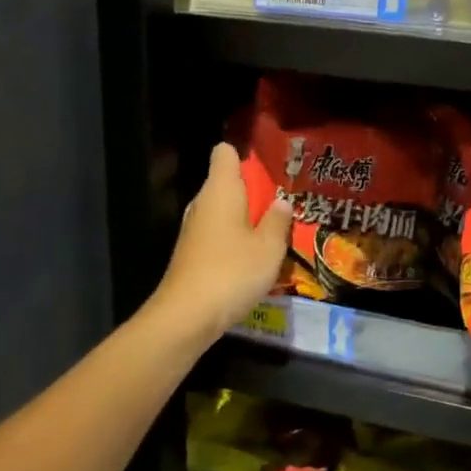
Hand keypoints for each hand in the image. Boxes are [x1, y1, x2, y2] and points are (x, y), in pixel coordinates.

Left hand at [152, 143, 293, 340]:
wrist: (186, 317)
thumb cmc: (232, 271)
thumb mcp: (269, 247)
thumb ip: (278, 221)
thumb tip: (281, 202)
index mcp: (221, 190)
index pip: (225, 153)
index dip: (245, 155)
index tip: (269, 167)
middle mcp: (203, 203)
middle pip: (226, 183)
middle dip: (253, 191)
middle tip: (284, 202)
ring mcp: (194, 230)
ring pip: (223, 211)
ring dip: (246, 218)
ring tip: (275, 230)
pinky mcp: (192, 254)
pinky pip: (218, 235)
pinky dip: (235, 240)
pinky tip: (254, 258)